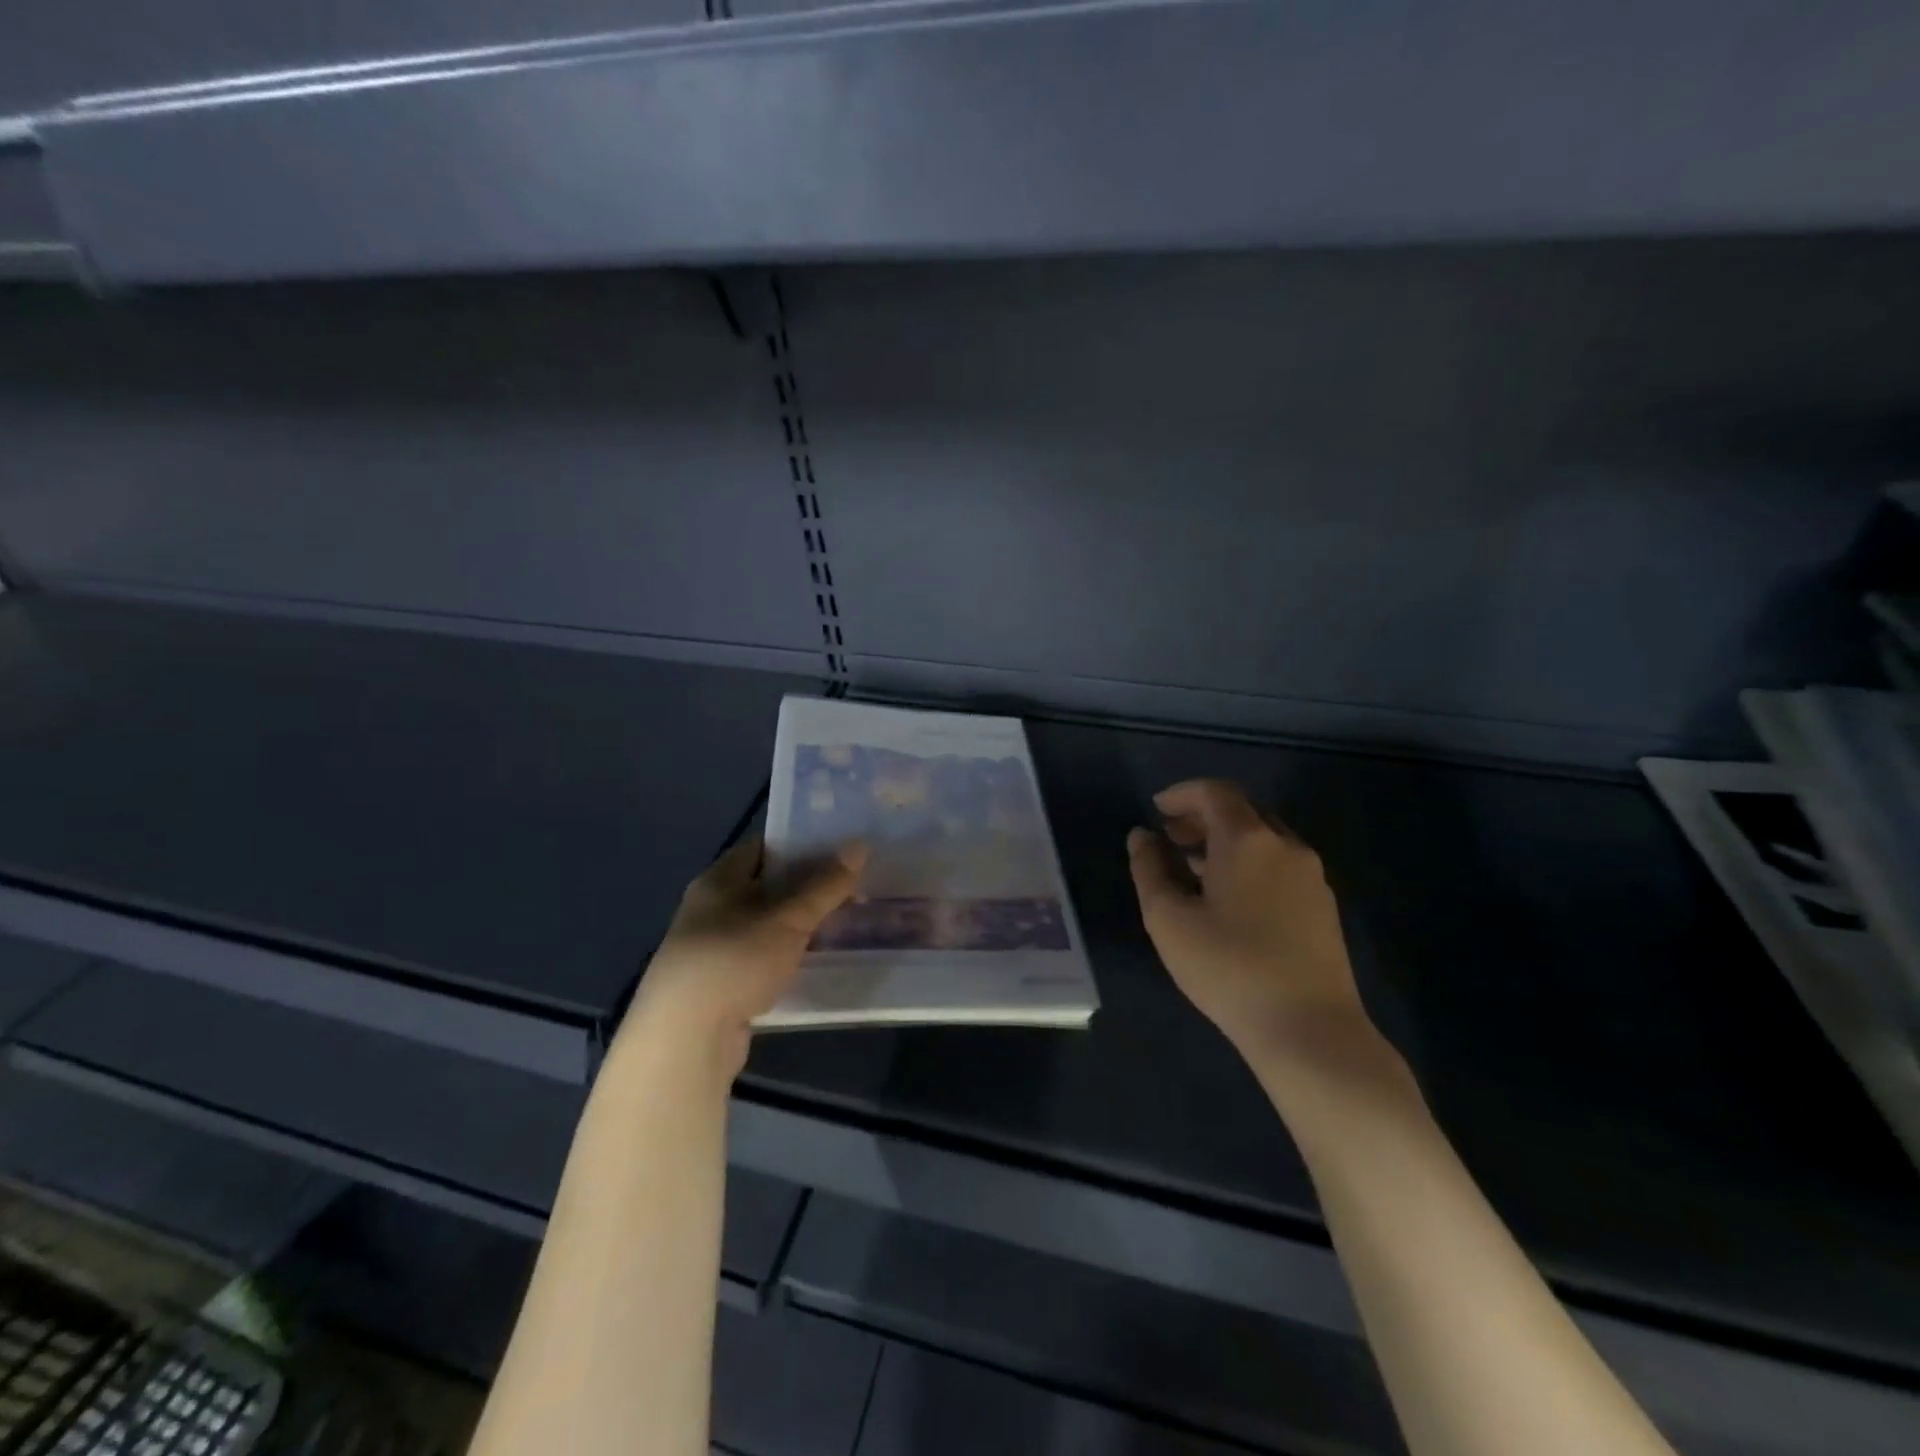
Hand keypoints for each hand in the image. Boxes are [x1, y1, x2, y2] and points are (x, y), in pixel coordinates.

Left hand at [628, 835, 865, 1076]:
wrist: (685, 1039)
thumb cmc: (735, 961)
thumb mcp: (788, 918)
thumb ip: (825, 884)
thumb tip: (859, 845)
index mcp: (718, 880)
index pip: (764, 847)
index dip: (802, 844)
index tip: (841, 849)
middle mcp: (711, 908)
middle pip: (768, 886)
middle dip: (809, 887)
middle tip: (854, 887)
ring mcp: (714, 948)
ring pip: (768, 925)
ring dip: (801, 925)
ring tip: (845, 923)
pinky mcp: (722, 984)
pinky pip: (763, 957)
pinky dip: (788, 955)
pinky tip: (816, 961)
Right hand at [1128, 779, 1374, 1070]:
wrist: (1310, 1029)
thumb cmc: (1228, 968)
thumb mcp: (1169, 919)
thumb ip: (1149, 869)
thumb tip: (1142, 836)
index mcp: (1247, 839)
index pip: (1215, 792)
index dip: (1182, 794)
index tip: (1156, 809)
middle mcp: (1285, 846)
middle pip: (1242, 810)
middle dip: (1203, 815)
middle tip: (1171, 836)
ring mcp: (1311, 876)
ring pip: (1264, 838)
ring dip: (1226, 840)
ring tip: (1194, 867)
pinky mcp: (1324, 906)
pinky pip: (1280, 864)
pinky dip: (1249, 862)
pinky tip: (1231, 898)